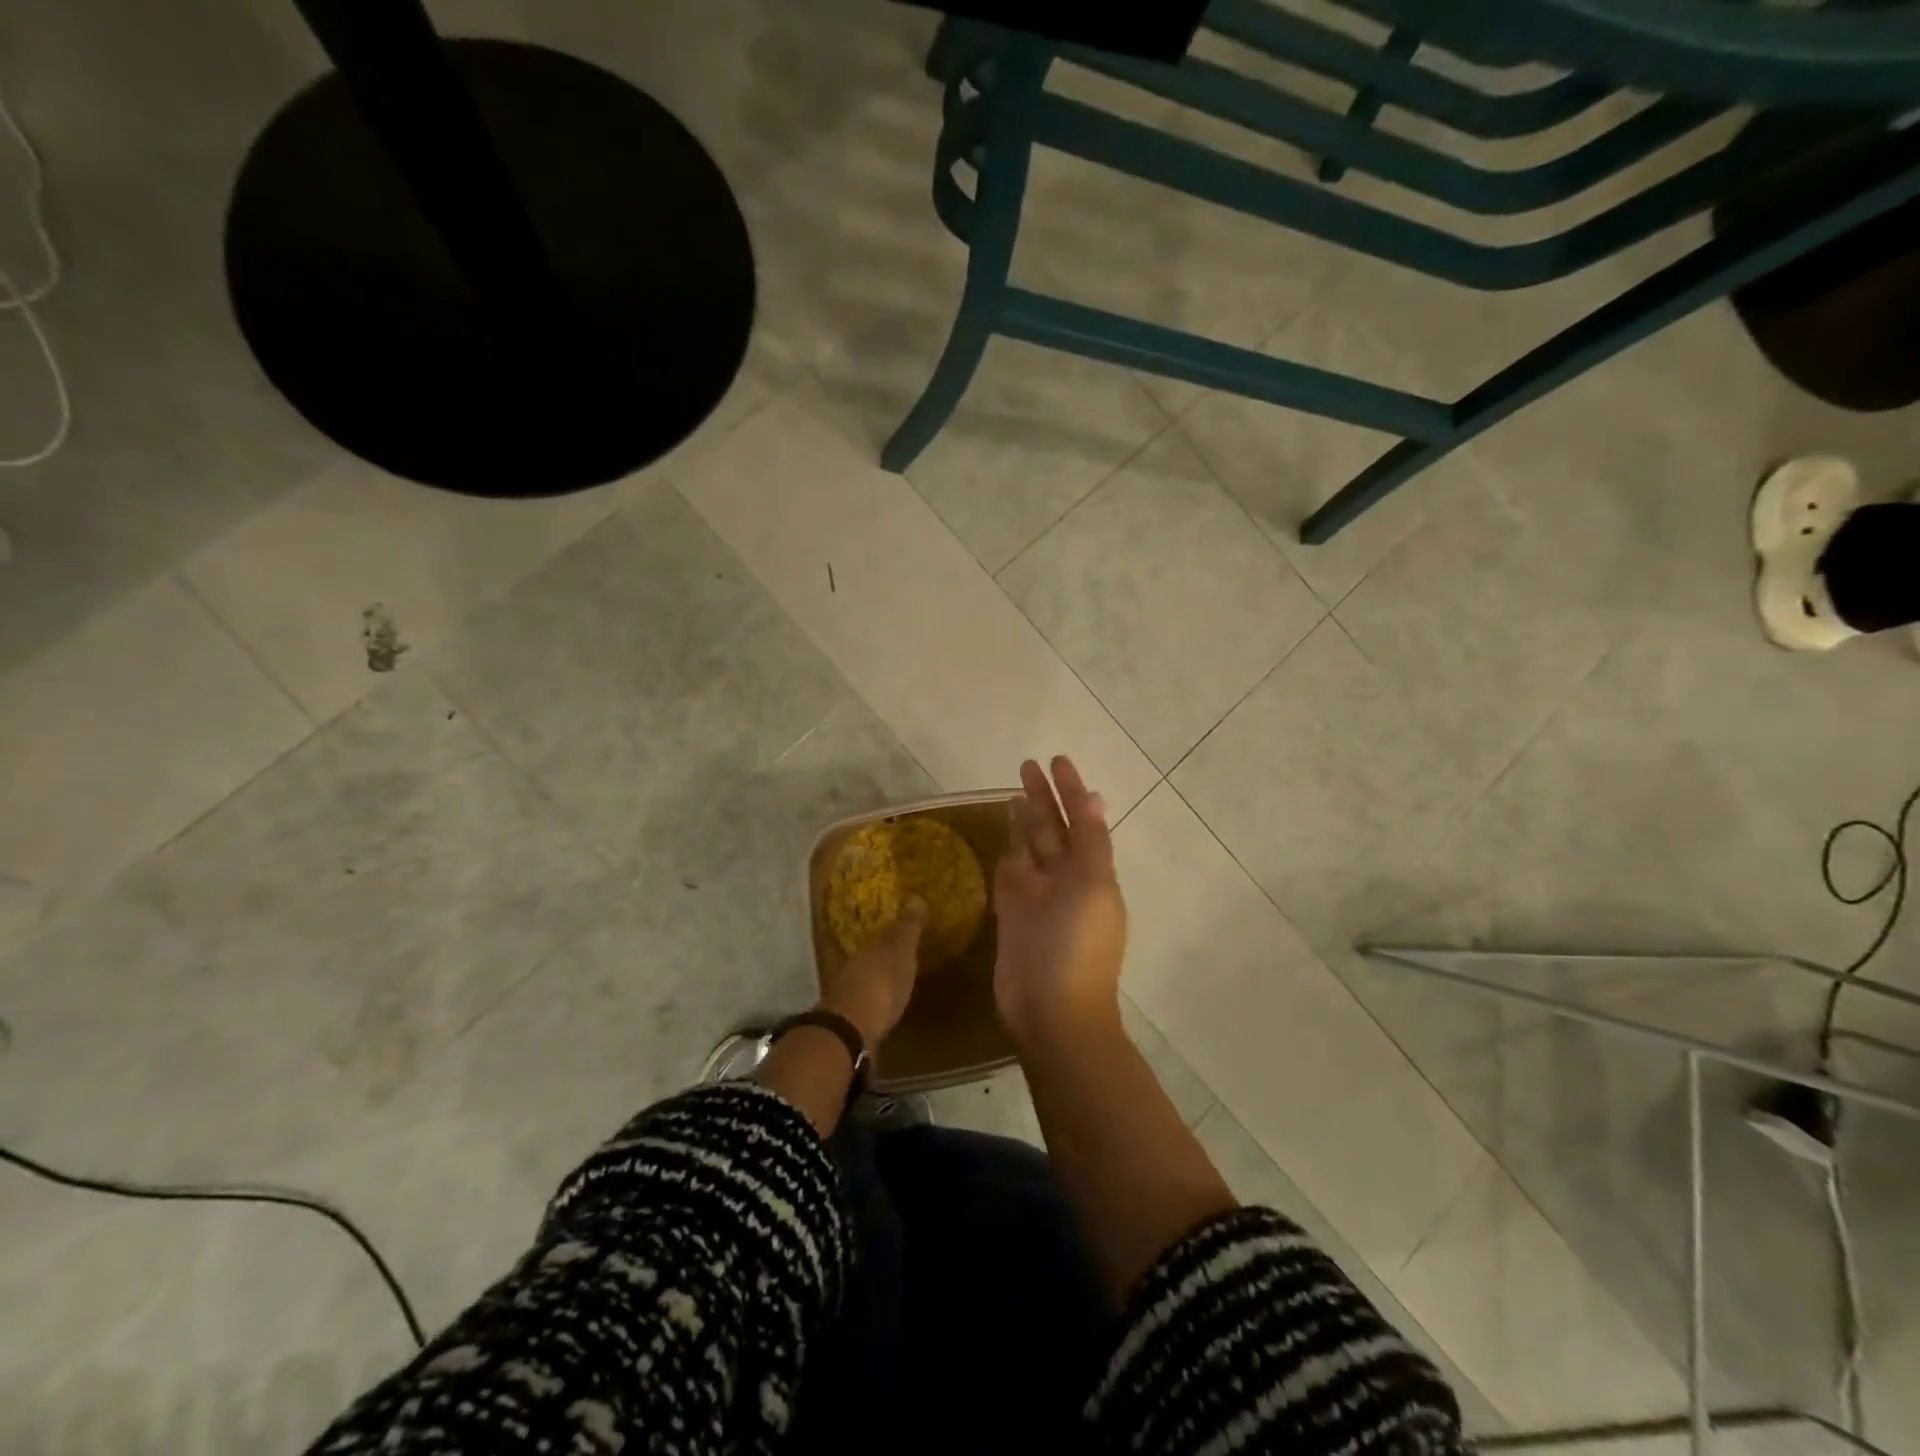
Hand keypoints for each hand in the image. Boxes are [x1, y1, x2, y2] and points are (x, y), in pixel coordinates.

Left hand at [819, 900, 925, 1047]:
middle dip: (886, 955)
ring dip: (878, 977)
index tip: (908, 931)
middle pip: (873, 955)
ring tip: (895, 981)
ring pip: (866, 976)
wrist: (850, 1029)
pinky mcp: (849, 1017)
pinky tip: (884, 1005)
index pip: (885, 933)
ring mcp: (849, 990)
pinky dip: (874, 998)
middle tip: (902, 955)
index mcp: (870, 946)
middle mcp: (856, 964)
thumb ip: (907, 928)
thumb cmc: (882, 984)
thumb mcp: (900, 952)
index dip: (897, 932)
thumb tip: (915, 897)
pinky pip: (865, 999)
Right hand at [994, 757, 1126, 1052]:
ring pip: (1030, 850)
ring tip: (1014, 794)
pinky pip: (1011, 878)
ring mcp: (1038, 899)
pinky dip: (1008, 857)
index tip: (1057, 760)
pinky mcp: (1012, 917)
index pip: (1082, 820)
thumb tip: (1095, 799)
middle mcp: (1066, 881)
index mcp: (1092, 873)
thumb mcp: (1092, 886)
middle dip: (1043, 798)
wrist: (1052, 1012)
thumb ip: (1090, 842)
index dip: (1071, 790)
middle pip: (1052, 830)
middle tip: (1027, 765)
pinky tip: (1003, 841)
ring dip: (1025, 823)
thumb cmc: (1077, 946)